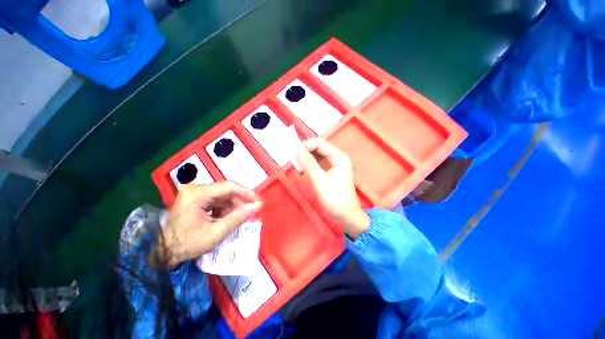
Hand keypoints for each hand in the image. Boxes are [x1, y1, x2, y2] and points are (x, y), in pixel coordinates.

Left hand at [155, 182, 261, 268]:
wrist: (163, 253)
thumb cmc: (187, 244)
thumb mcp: (216, 233)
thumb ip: (238, 217)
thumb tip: (257, 206)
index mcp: (197, 193)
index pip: (229, 186)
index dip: (247, 193)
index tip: (258, 201)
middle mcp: (195, 188)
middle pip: (226, 191)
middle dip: (238, 203)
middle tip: (246, 214)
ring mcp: (193, 193)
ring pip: (222, 195)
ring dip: (231, 207)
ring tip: (233, 220)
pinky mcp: (193, 198)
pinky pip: (215, 199)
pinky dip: (223, 209)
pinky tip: (223, 219)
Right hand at [296, 139, 369, 238]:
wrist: (346, 215)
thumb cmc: (335, 199)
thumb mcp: (320, 180)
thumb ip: (309, 164)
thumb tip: (298, 150)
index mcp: (339, 157)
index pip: (320, 143)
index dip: (306, 145)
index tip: (293, 152)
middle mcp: (337, 157)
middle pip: (318, 148)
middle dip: (305, 152)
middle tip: (293, 160)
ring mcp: (334, 164)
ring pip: (317, 155)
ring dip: (306, 159)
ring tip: (297, 167)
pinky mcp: (330, 171)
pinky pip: (317, 163)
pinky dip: (309, 165)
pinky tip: (302, 172)